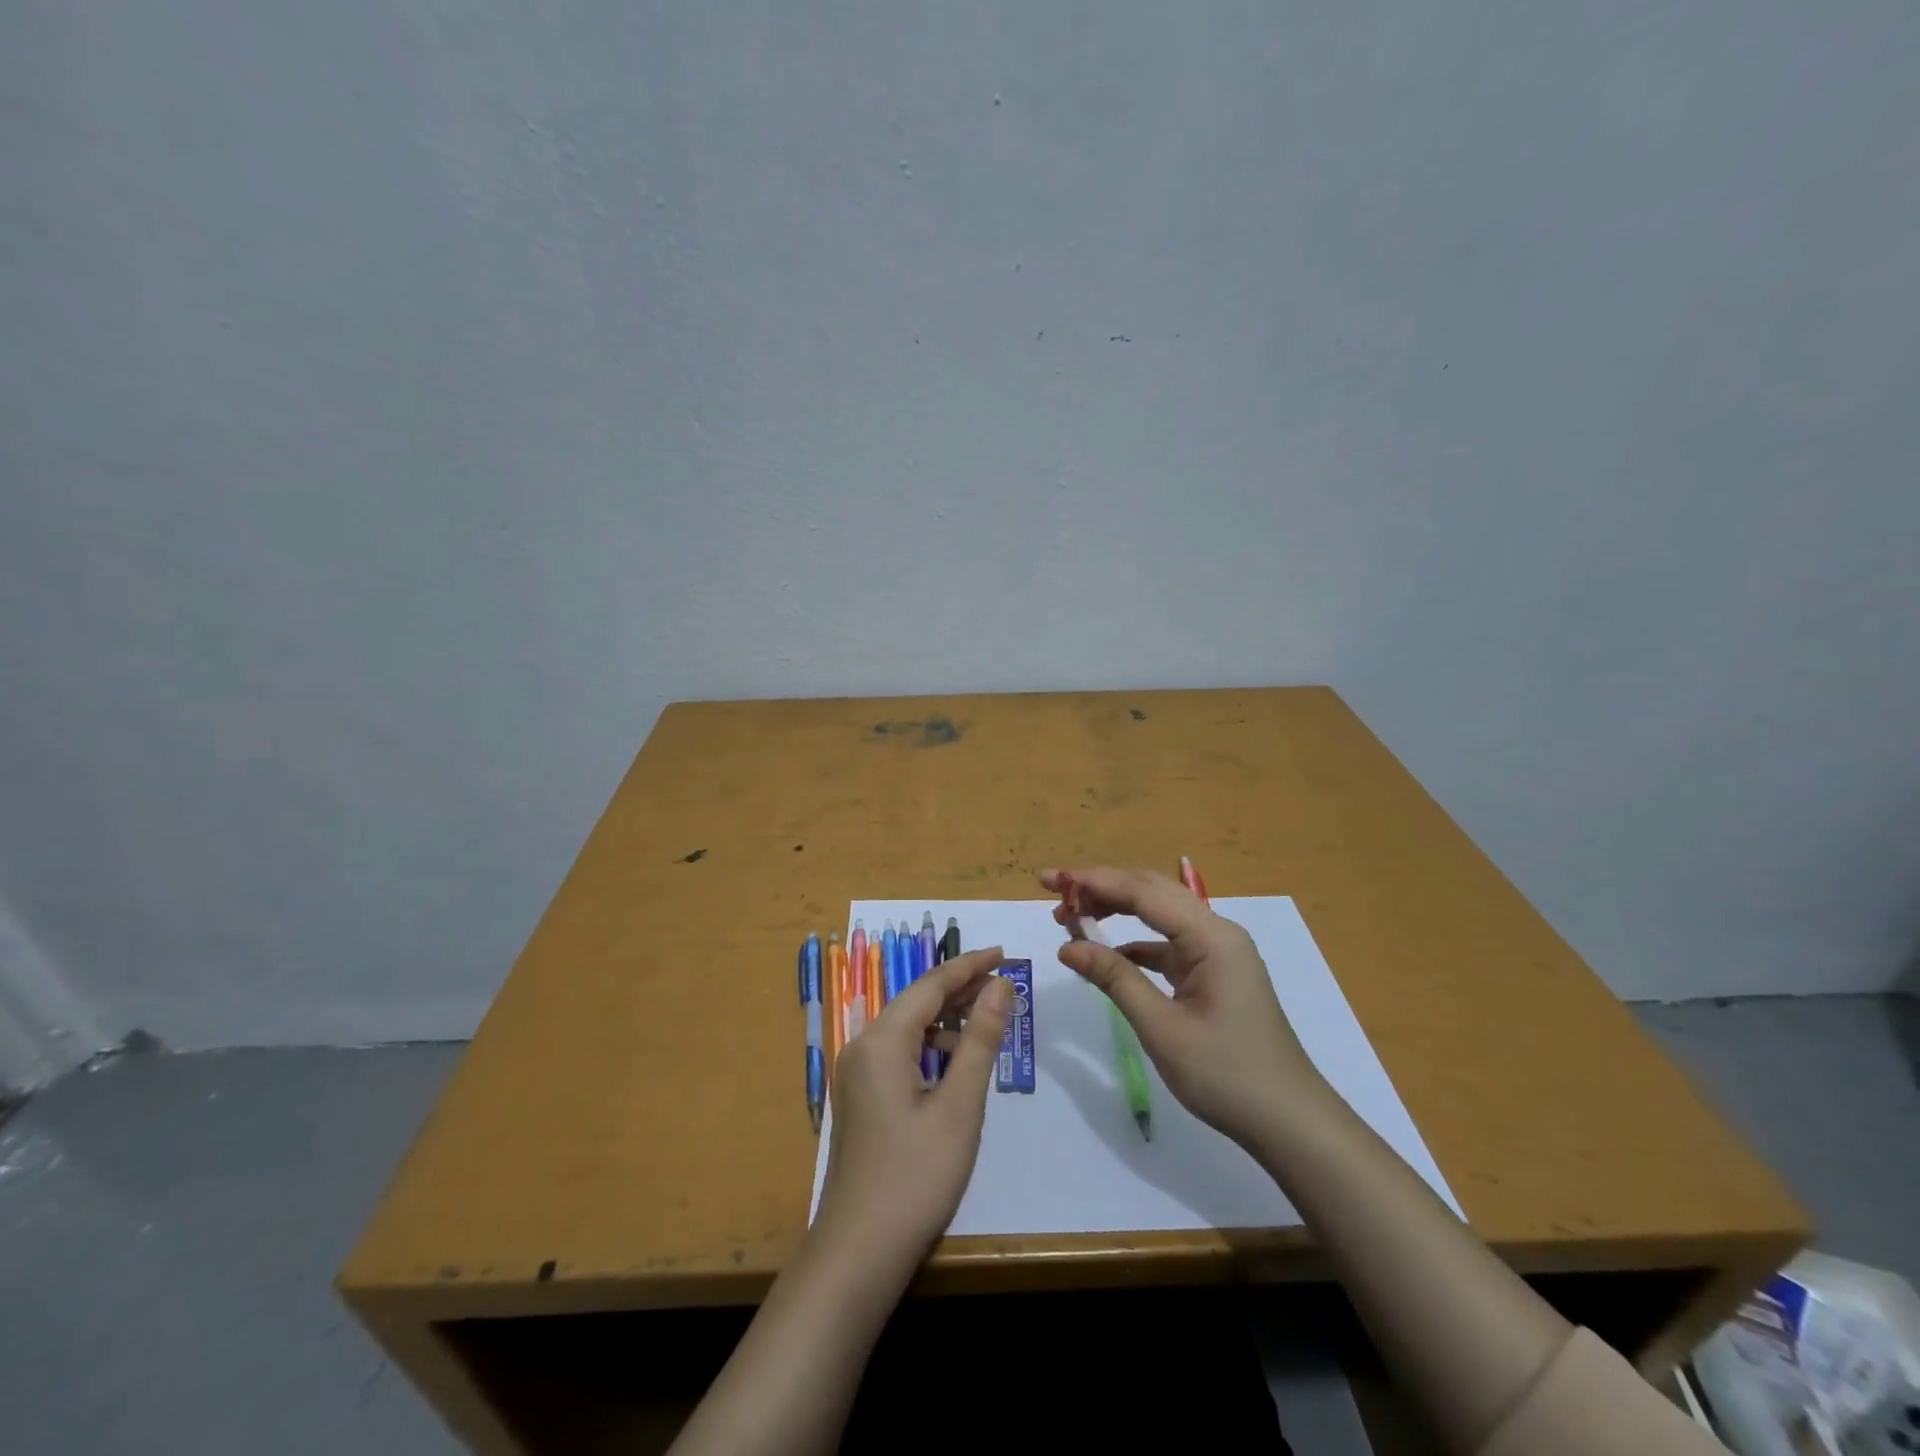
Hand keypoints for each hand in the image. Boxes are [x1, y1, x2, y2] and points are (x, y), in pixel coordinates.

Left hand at [811, 948, 1011, 1268]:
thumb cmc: (915, 1177)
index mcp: (882, 1040)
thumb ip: (980, 1040)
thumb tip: (1001, 987)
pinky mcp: (860, 1097)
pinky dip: (930, 1047)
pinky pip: (898, 1053)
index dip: (970, 966)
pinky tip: (955, 1063)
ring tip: (987, 1020)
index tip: (1005, 953)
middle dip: (960, 989)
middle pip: (916, 1001)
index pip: (931, 985)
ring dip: (946, 1019)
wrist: (858, 1253)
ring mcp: (857, 1074)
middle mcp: (862, 1046)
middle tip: (1005, 984)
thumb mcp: (960, 1106)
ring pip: (907, 1028)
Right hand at [1041, 867, 1331, 1150]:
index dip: (1093, 881)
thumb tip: (1067, 946)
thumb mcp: (1162, 1028)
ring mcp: (1217, 953)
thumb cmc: (1227, 1075)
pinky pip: (1167, 943)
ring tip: (1072, 917)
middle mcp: (1216, 932)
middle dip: (1101, 887)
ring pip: (1159, 914)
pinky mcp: (1213, 973)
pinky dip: (1134, 942)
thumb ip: (1114, 979)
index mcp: (1210, 936)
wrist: (1289, 1122)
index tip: (1050, 880)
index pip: (1142, 891)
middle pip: (1151, 892)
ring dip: (1116, 910)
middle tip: (1055, 893)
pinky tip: (1106, 953)